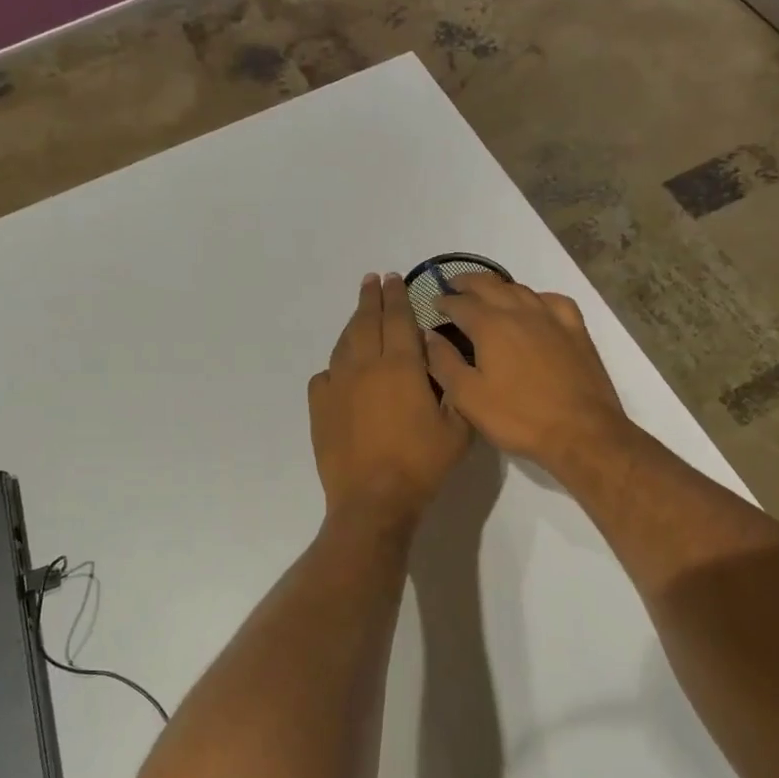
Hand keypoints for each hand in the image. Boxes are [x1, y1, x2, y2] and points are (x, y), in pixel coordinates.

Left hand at [309, 274, 471, 529]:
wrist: (373, 499)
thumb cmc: (421, 464)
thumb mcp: (457, 428)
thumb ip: (453, 388)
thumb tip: (441, 361)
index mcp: (401, 366)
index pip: (397, 319)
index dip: (397, 296)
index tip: (394, 278)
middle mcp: (365, 366)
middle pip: (366, 322)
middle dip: (371, 298)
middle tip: (373, 280)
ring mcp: (338, 385)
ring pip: (344, 343)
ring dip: (353, 323)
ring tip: (359, 313)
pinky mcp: (320, 407)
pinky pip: (326, 375)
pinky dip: (335, 365)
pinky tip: (340, 369)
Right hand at [425, 273, 628, 469]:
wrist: (581, 432)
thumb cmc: (518, 417)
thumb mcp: (468, 397)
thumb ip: (444, 363)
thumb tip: (429, 336)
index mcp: (491, 326)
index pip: (460, 304)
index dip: (443, 302)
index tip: (432, 304)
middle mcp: (520, 312)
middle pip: (490, 285)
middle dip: (468, 283)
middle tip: (454, 286)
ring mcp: (552, 319)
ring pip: (521, 289)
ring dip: (499, 287)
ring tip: (487, 293)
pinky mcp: (576, 331)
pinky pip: (554, 301)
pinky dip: (537, 297)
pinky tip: (535, 305)